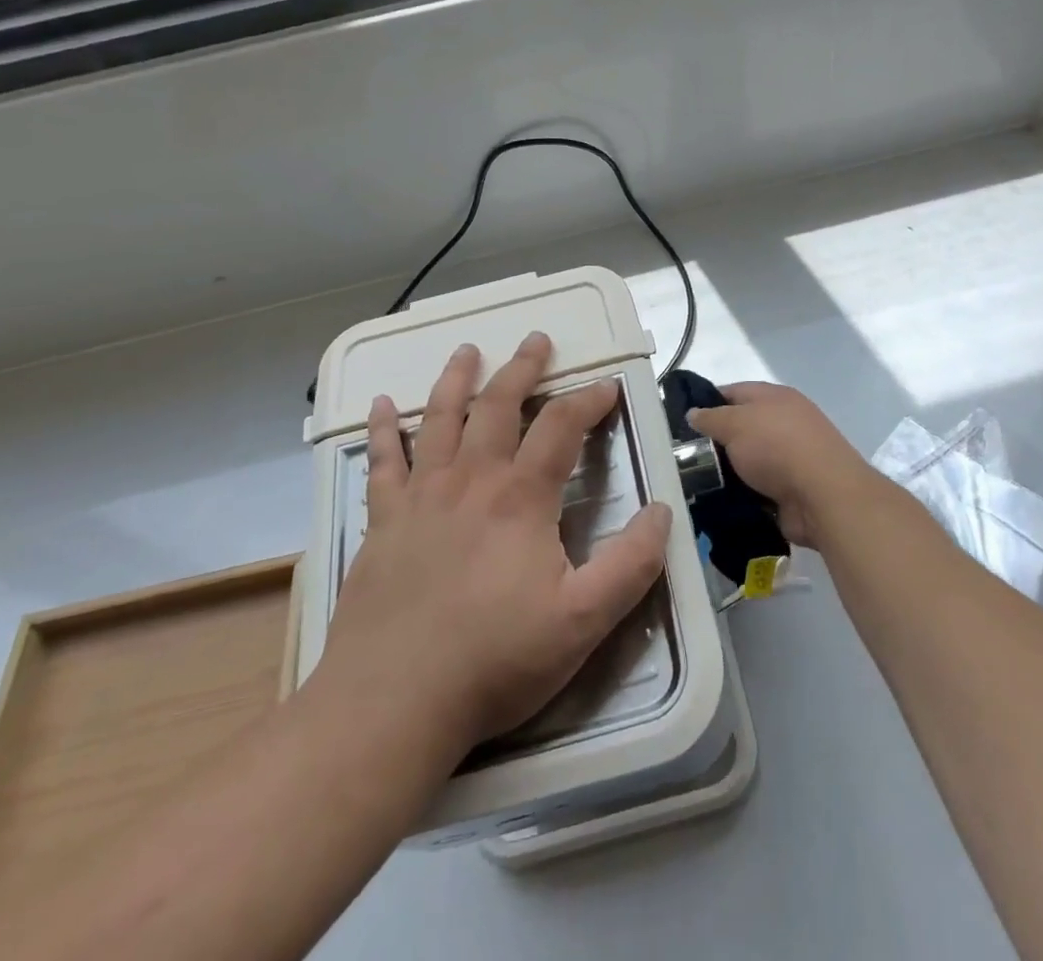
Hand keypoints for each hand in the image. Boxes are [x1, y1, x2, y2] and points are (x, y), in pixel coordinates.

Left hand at [315, 333, 671, 757]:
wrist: (392, 703)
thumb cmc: (495, 660)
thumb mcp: (584, 620)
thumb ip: (632, 564)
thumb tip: (663, 511)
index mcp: (521, 497)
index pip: (562, 426)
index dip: (589, 400)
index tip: (608, 386)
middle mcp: (471, 480)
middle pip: (499, 405)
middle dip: (522, 368)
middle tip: (536, 339)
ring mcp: (421, 497)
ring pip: (440, 420)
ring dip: (456, 380)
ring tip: (466, 350)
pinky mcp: (383, 523)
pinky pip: (382, 463)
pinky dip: (382, 431)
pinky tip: (378, 407)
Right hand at [686, 382, 877, 548]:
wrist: (823, 496)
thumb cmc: (777, 447)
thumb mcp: (735, 423)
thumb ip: (711, 417)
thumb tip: (693, 413)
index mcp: (774, 397)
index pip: (732, 392)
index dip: (706, 402)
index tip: (681, 421)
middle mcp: (784, 422)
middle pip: (740, 427)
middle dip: (714, 441)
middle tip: (683, 456)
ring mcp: (790, 457)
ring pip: (746, 460)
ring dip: (726, 471)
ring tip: (693, 482)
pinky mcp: (791, 488)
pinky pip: (756, 487)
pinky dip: (740, 494)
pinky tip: (716, 502)